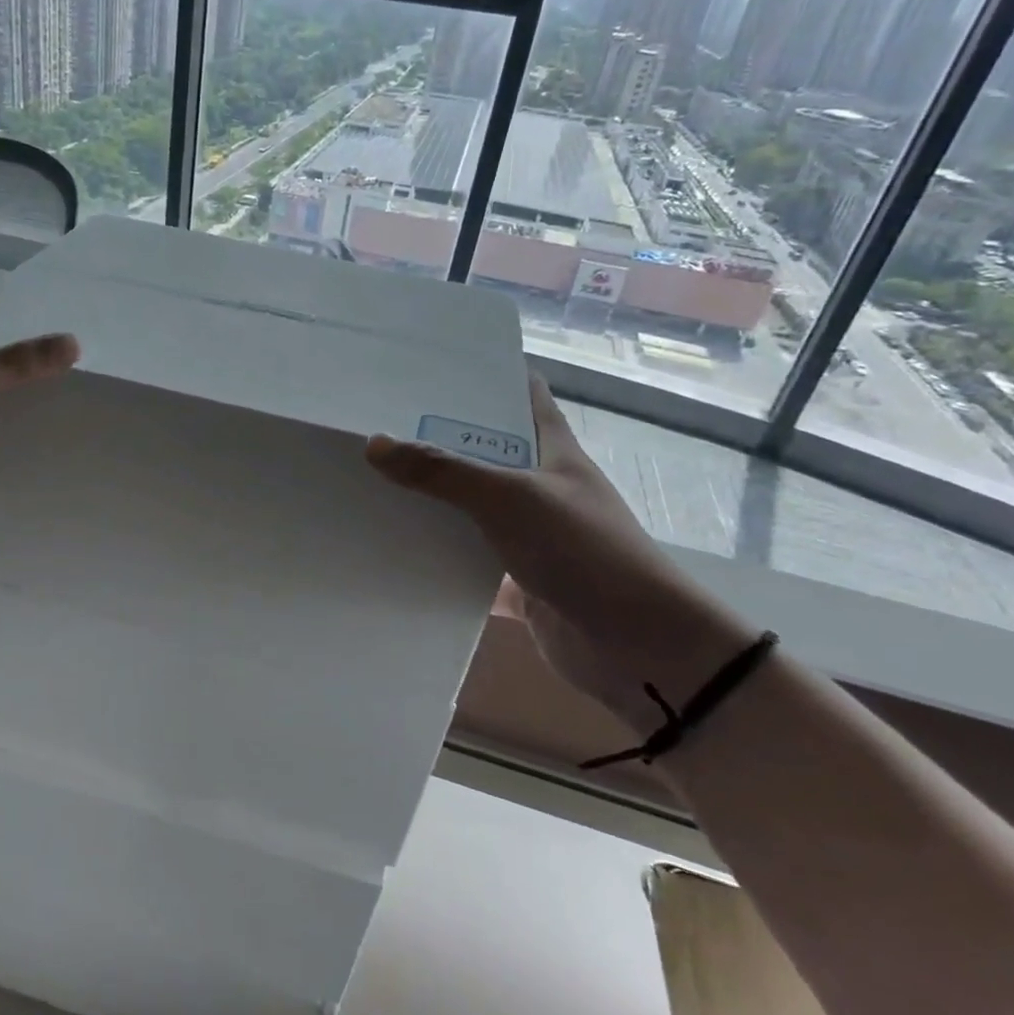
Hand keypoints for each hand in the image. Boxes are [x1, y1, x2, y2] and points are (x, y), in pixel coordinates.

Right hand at [366, 375, 754, 727]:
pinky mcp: (519, 581)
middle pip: (486, 452)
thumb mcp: (510, 498)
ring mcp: (530, 535)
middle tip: (379, 422)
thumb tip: (374, 444)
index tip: (432, 365)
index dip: (486, 375)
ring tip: (374, 480)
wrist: (639, 649)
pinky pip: (469, 562)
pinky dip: (439, 558)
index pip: (523, 395)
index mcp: (553, 451)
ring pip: (473, 508)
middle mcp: (541, 487)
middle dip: (439, 439)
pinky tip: (396, 549)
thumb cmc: (584, 551)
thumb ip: (443, 472)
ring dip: (434, 500)